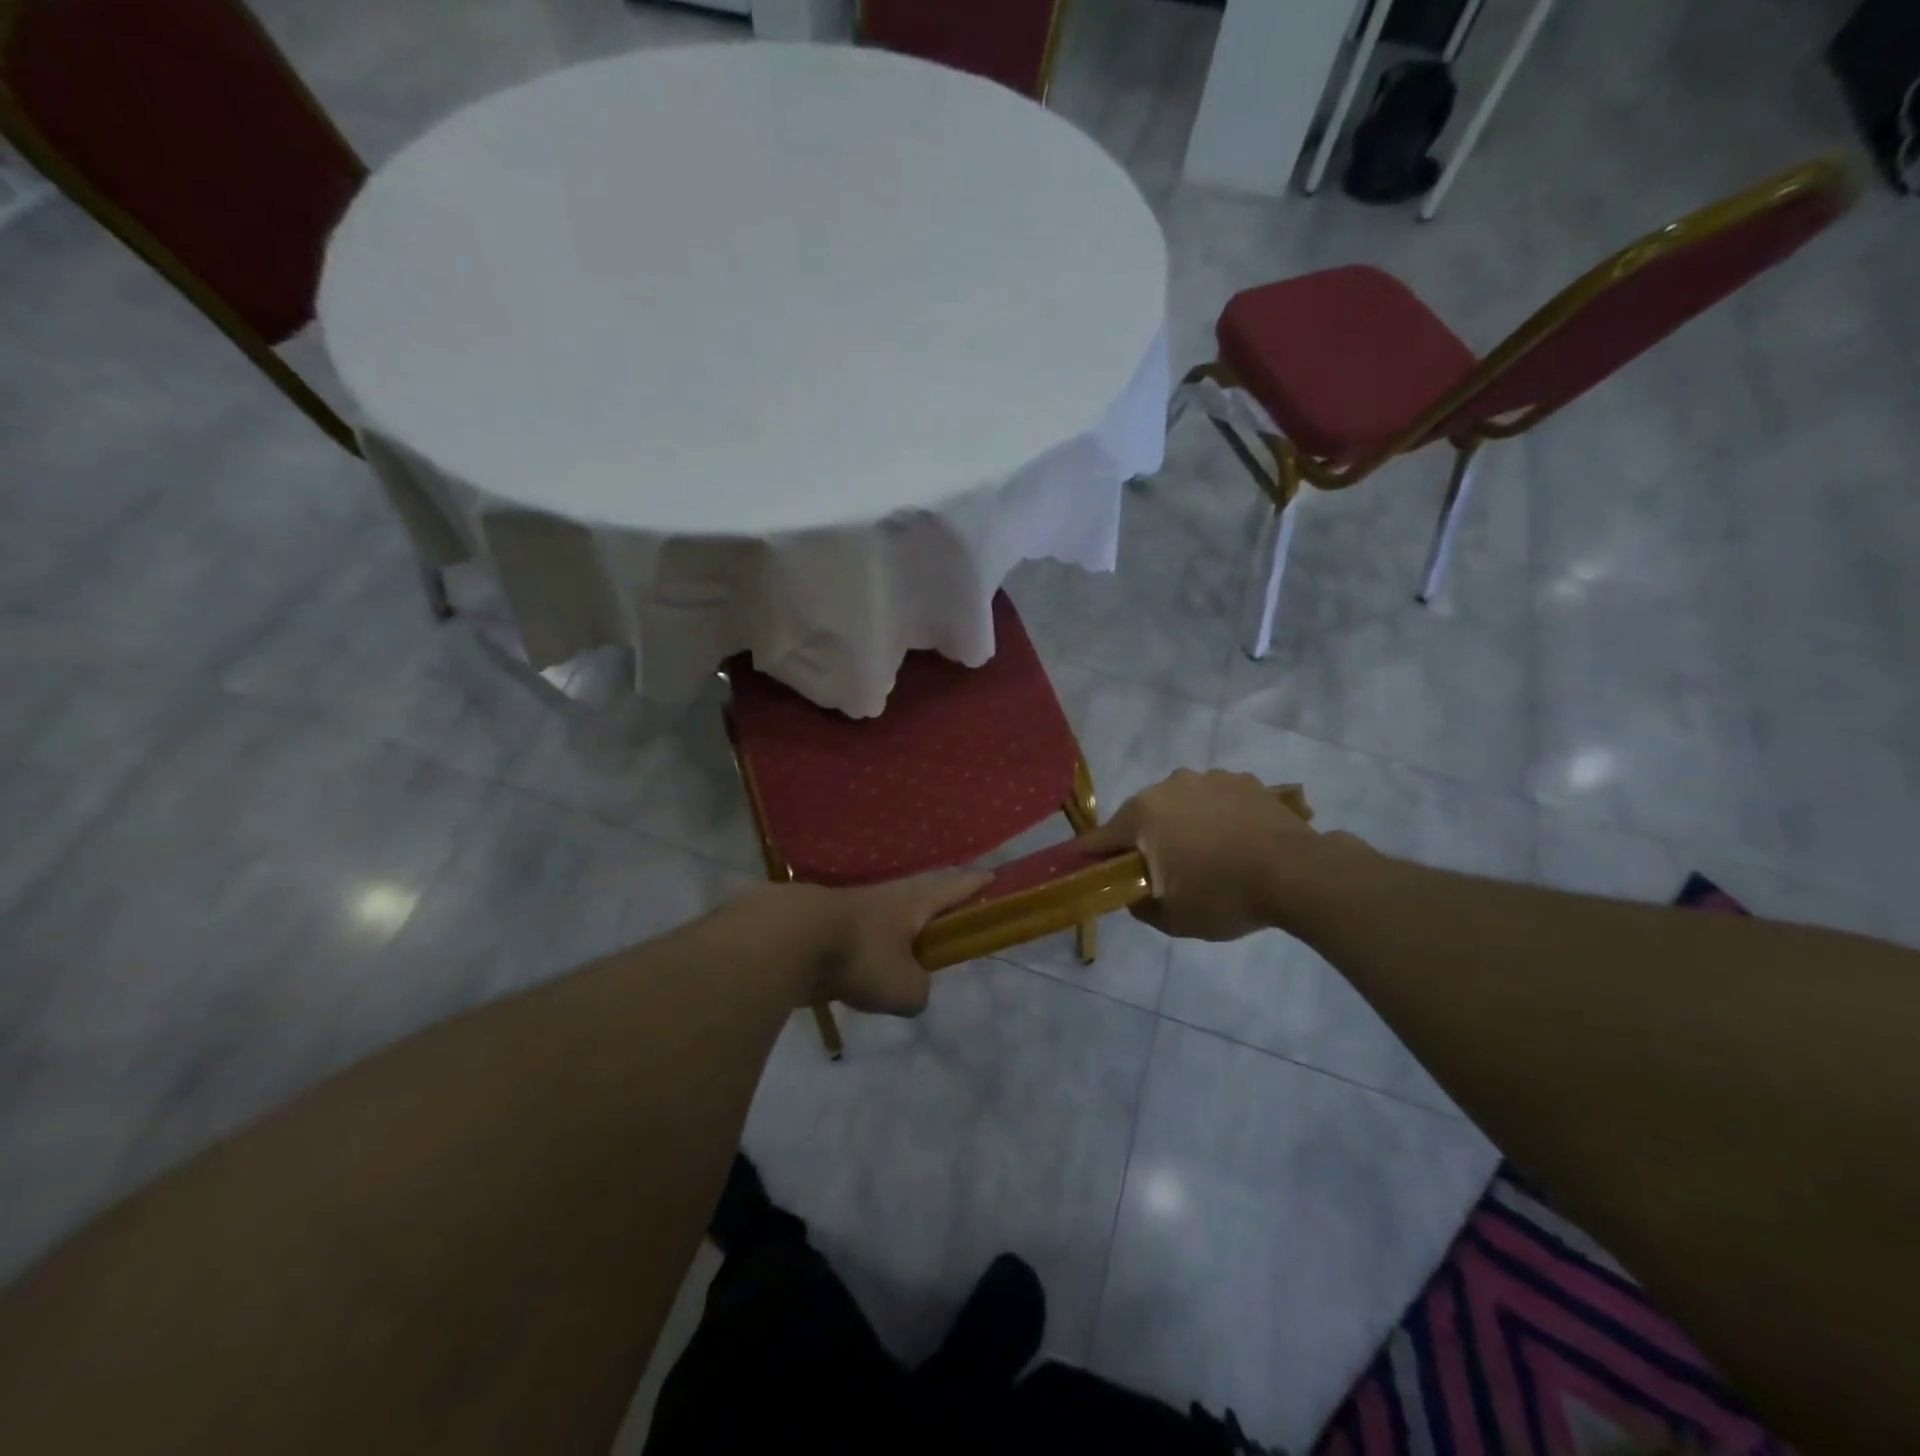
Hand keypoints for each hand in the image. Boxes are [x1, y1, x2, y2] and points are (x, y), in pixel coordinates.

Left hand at [804, 871, 992, 1015]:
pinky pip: (860, 936)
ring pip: (888, 916)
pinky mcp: (827, 926)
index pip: (955, 888)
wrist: (789, 939)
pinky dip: (869, 948)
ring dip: (901, 928)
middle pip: (922, 896)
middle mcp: (888, 897)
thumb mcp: (904, 988)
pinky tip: (866, 967)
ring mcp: (855, 908)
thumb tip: (911, 991)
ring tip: (909, 949)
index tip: (992, 877)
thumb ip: (919, 991)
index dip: (976, 885)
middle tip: (952, 917)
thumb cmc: (861, 955)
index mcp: (915, 902)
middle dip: (938, 904)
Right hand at [1077, 769, 1366, 940]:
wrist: (1298, 873)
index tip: (1087, 869)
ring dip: (1183, 825)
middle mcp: (1168, 786)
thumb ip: (1140, 905)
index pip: (1100, 838)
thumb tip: (1134, 893)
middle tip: (1163, 871)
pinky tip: (1237, 841)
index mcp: (1142, 815)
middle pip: (1141, 816)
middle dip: (1145, 840)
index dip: (1091, 856)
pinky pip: (1215, 799)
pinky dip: (1217, 816)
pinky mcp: (1243, 780)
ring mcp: (1208, 778)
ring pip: (1180, 804)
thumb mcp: (1173, 918)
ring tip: (1209, 855)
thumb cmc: (1224, 895)